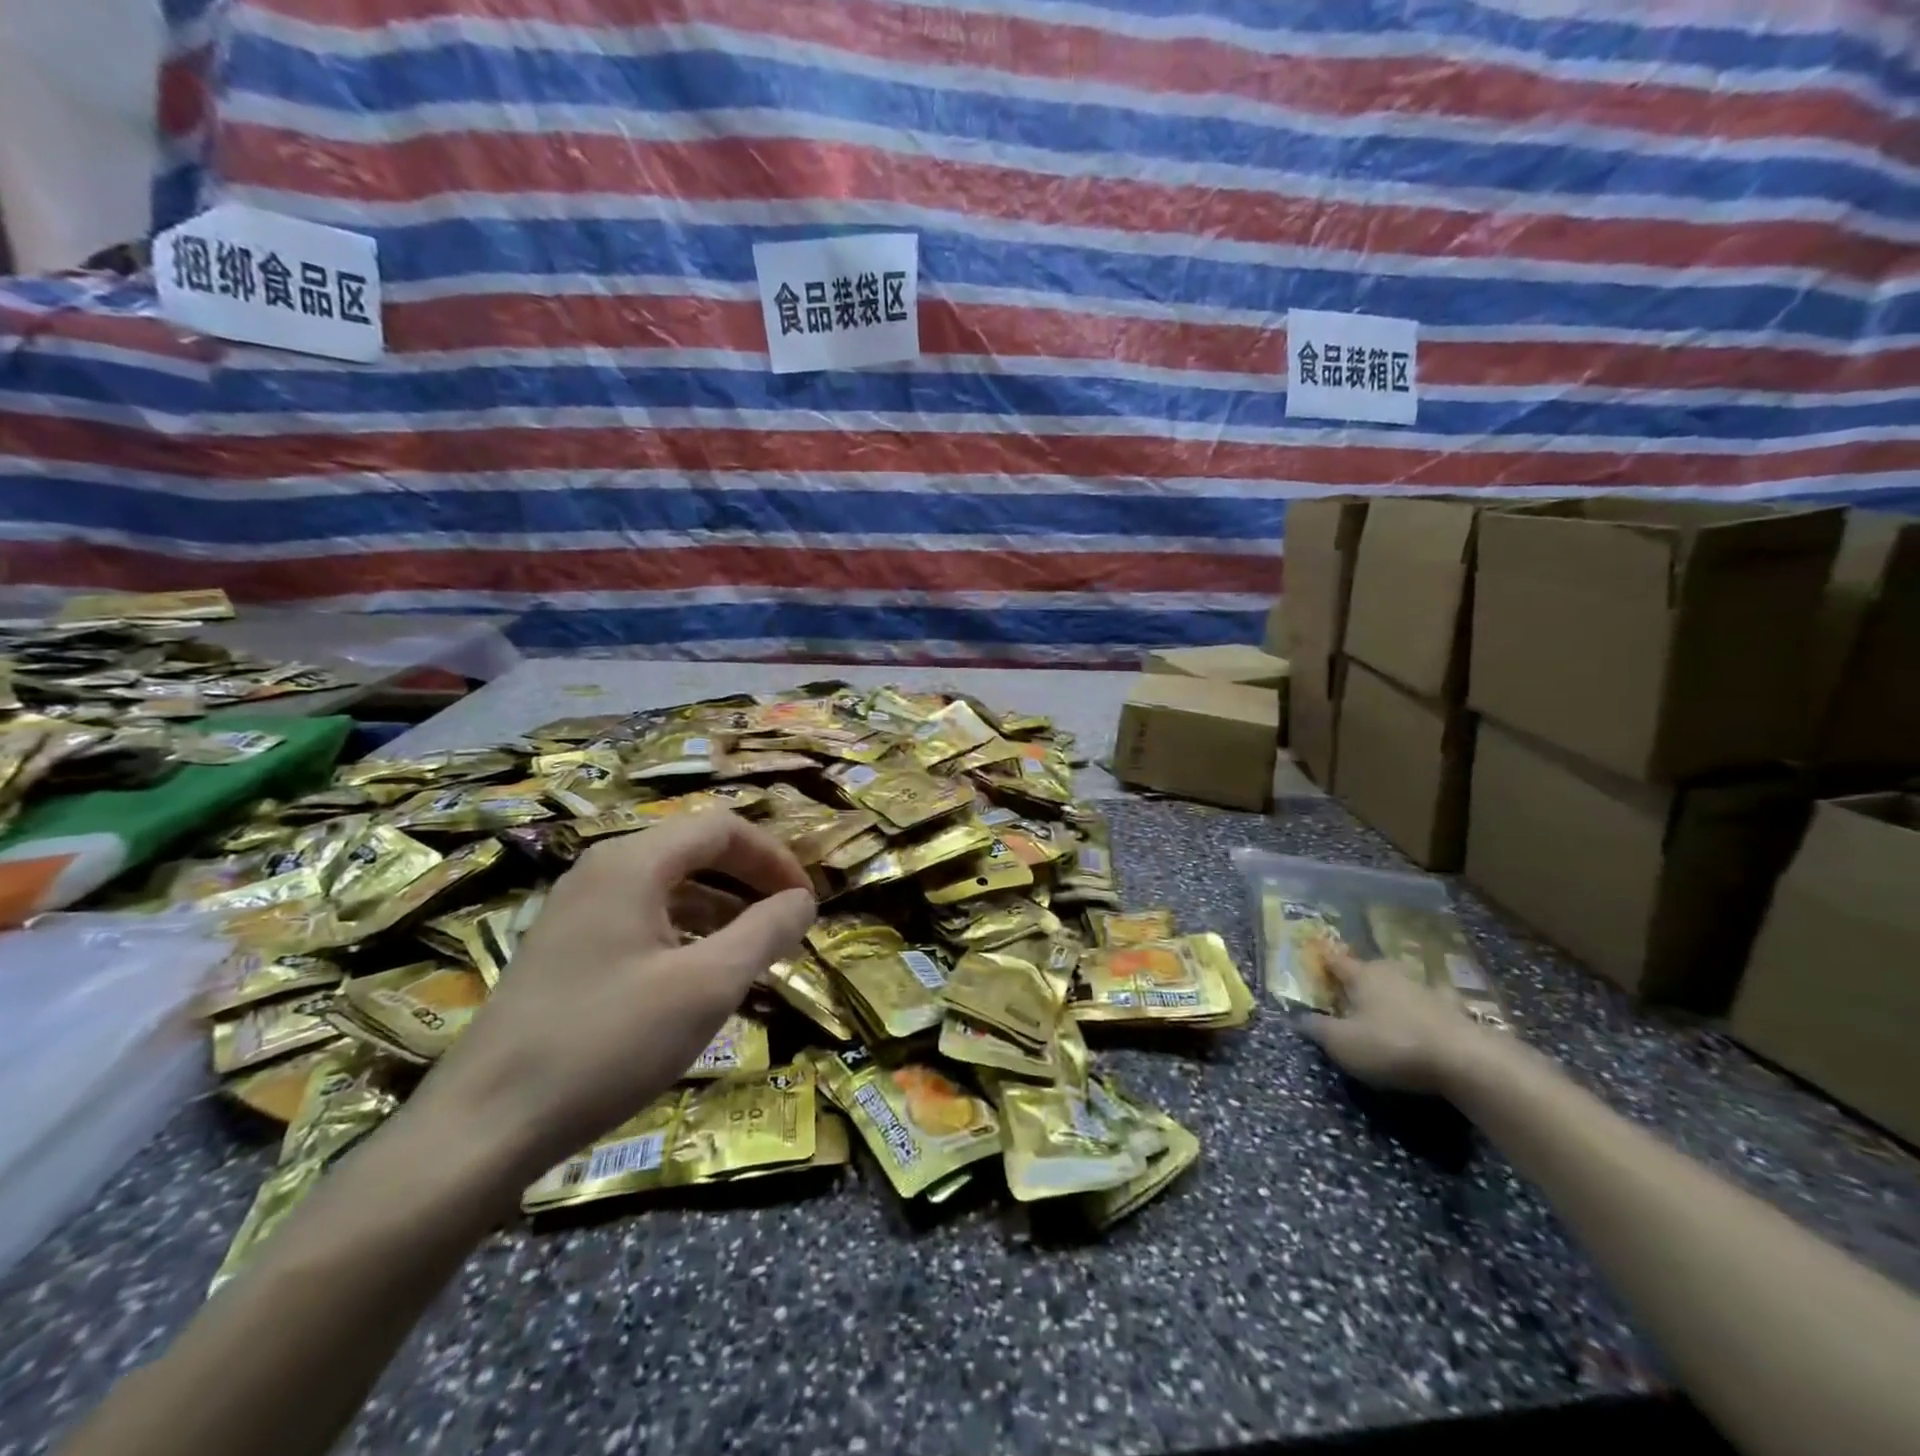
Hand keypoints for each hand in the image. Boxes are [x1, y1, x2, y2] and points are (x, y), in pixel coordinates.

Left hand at [416, 811, 816, 1177]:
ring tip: (754, 949)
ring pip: (668, 885)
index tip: (806, 900)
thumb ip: (765, 932)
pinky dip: (685, 931)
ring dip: (720, 907)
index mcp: (633, 863)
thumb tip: (804, 900)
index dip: (773, 857)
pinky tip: (700, 973)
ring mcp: (576, 910)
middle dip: (749, 879)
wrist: (483, 1127)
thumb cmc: (607, 1043)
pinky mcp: (564, 948)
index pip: (722, 828)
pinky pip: (641, 917)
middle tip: (787, 919)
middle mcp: (601, 870)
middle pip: (694, 849)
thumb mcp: (706, 986)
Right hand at [1299, 952, 1488, 1096]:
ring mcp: (1428, 991)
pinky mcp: (1456, 1012)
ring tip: (1385, 1007)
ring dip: (1392, 993)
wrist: (1468, 1062)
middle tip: (1348, 990)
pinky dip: (1425, 1011)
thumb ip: (1318, 1029)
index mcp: (1362, 975)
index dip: (1323, 961)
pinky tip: (1426, 1021)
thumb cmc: (1393, 1045)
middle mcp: (1393, 974)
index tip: (1314, 960)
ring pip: (1401, 985)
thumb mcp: (1343, 1043)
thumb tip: (1298, 1017)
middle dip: (1359, 977)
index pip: (1336, 961)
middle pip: (1370, 969)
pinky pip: (1431, 1006)